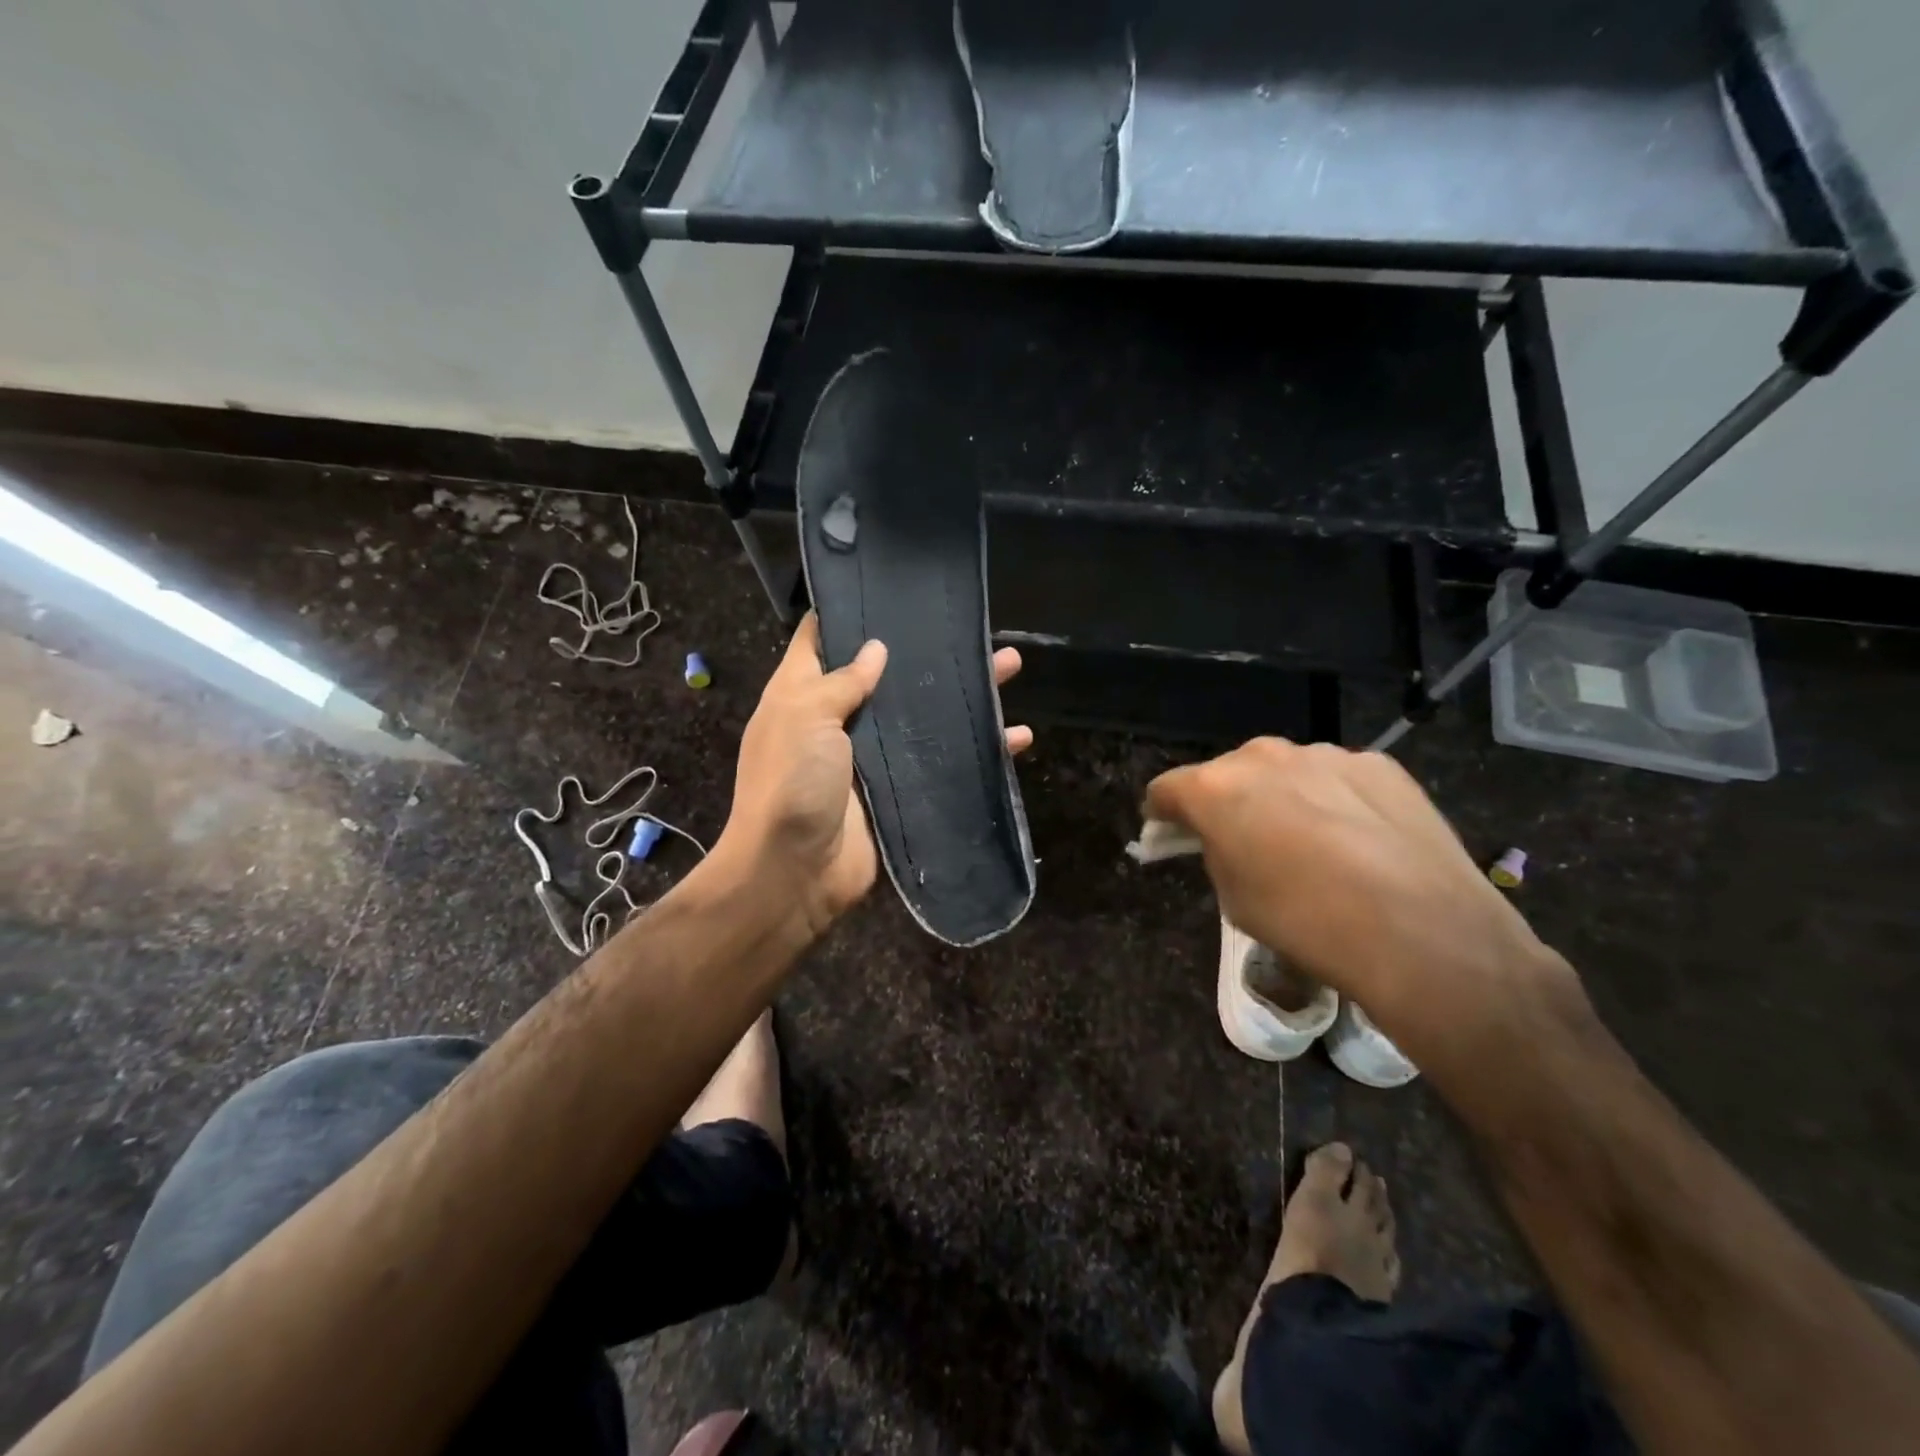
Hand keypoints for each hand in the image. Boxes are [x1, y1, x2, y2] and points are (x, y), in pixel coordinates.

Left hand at [718, 614, 1031, 939]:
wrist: (795, 872)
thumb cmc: (792, 782)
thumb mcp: (805, 716)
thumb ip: (842, 681)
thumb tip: (877, 648)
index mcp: (803, 695)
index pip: (822, 640)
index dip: (850, 614)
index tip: (890, 591)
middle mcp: (837, 721)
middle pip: (887, 676)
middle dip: (927, 653)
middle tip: (972, 630)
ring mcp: (871, 758)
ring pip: (923, 716)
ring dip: (964, 696)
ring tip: (1010, 667)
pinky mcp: (899, 791)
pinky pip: (942, 763)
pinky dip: (979, 752)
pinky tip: (1016, 737)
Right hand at [1145, 739, 1578, 1058]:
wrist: (1423, 934)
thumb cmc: (1307, 923)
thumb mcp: (1235, 898)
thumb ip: (1218, 853)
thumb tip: (1228, 839)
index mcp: (1216, 788)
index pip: (1166, 789)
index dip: (1163, 813)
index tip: (1168, 833)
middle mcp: (1264, 756)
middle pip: (1228, 773)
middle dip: (1226, 801)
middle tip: (1243, 841)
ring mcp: (1326, 754)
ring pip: (1285, 772)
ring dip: (1282, 797)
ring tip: (1311, 843)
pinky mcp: (1379, 765)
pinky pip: (1336, 778)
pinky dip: (1333, 799)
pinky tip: (1358, 840)